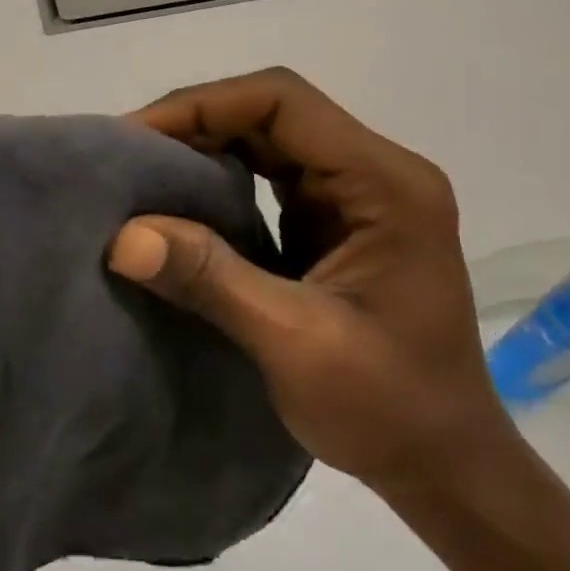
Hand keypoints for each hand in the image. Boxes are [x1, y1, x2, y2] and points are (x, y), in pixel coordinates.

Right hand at [109, 68, 521, 502]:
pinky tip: (179, 205)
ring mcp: (357, 198)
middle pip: (274, 114)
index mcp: (386, 184)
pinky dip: (221, 184)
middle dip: (196, 125)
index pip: (283, 103)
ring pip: (269, 142)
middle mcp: (376, 174)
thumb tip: (122, 236)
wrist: (446, 467)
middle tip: (125, 156)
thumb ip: (212, 280)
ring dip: (205, 151)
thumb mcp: (297, 344)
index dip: (204, 107)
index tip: (136, 137)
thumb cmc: (391, 409)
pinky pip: (270, 180)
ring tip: (141, 173)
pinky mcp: (336, 223)